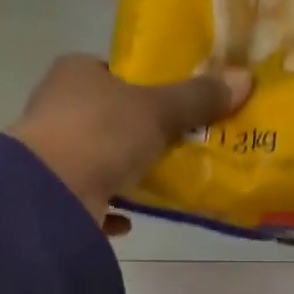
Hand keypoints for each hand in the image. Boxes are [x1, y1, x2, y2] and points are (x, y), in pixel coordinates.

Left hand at [10, 55, 252, 235]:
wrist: (50, 194)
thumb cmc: (102, 133)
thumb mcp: (158, 111)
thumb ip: (197, 98)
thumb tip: (245, 78)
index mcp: (75, 74)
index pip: (110, 72)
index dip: (140, 86)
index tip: (169, 105)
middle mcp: (55, 109)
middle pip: (103, 118)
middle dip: (134, 133)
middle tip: (173, 146)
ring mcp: (48, 155)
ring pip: (94, 160)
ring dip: (121, 173)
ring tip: (157, 183)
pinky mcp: (49, 196)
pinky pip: (86, 201)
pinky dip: (107, 209)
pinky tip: (129, 221)